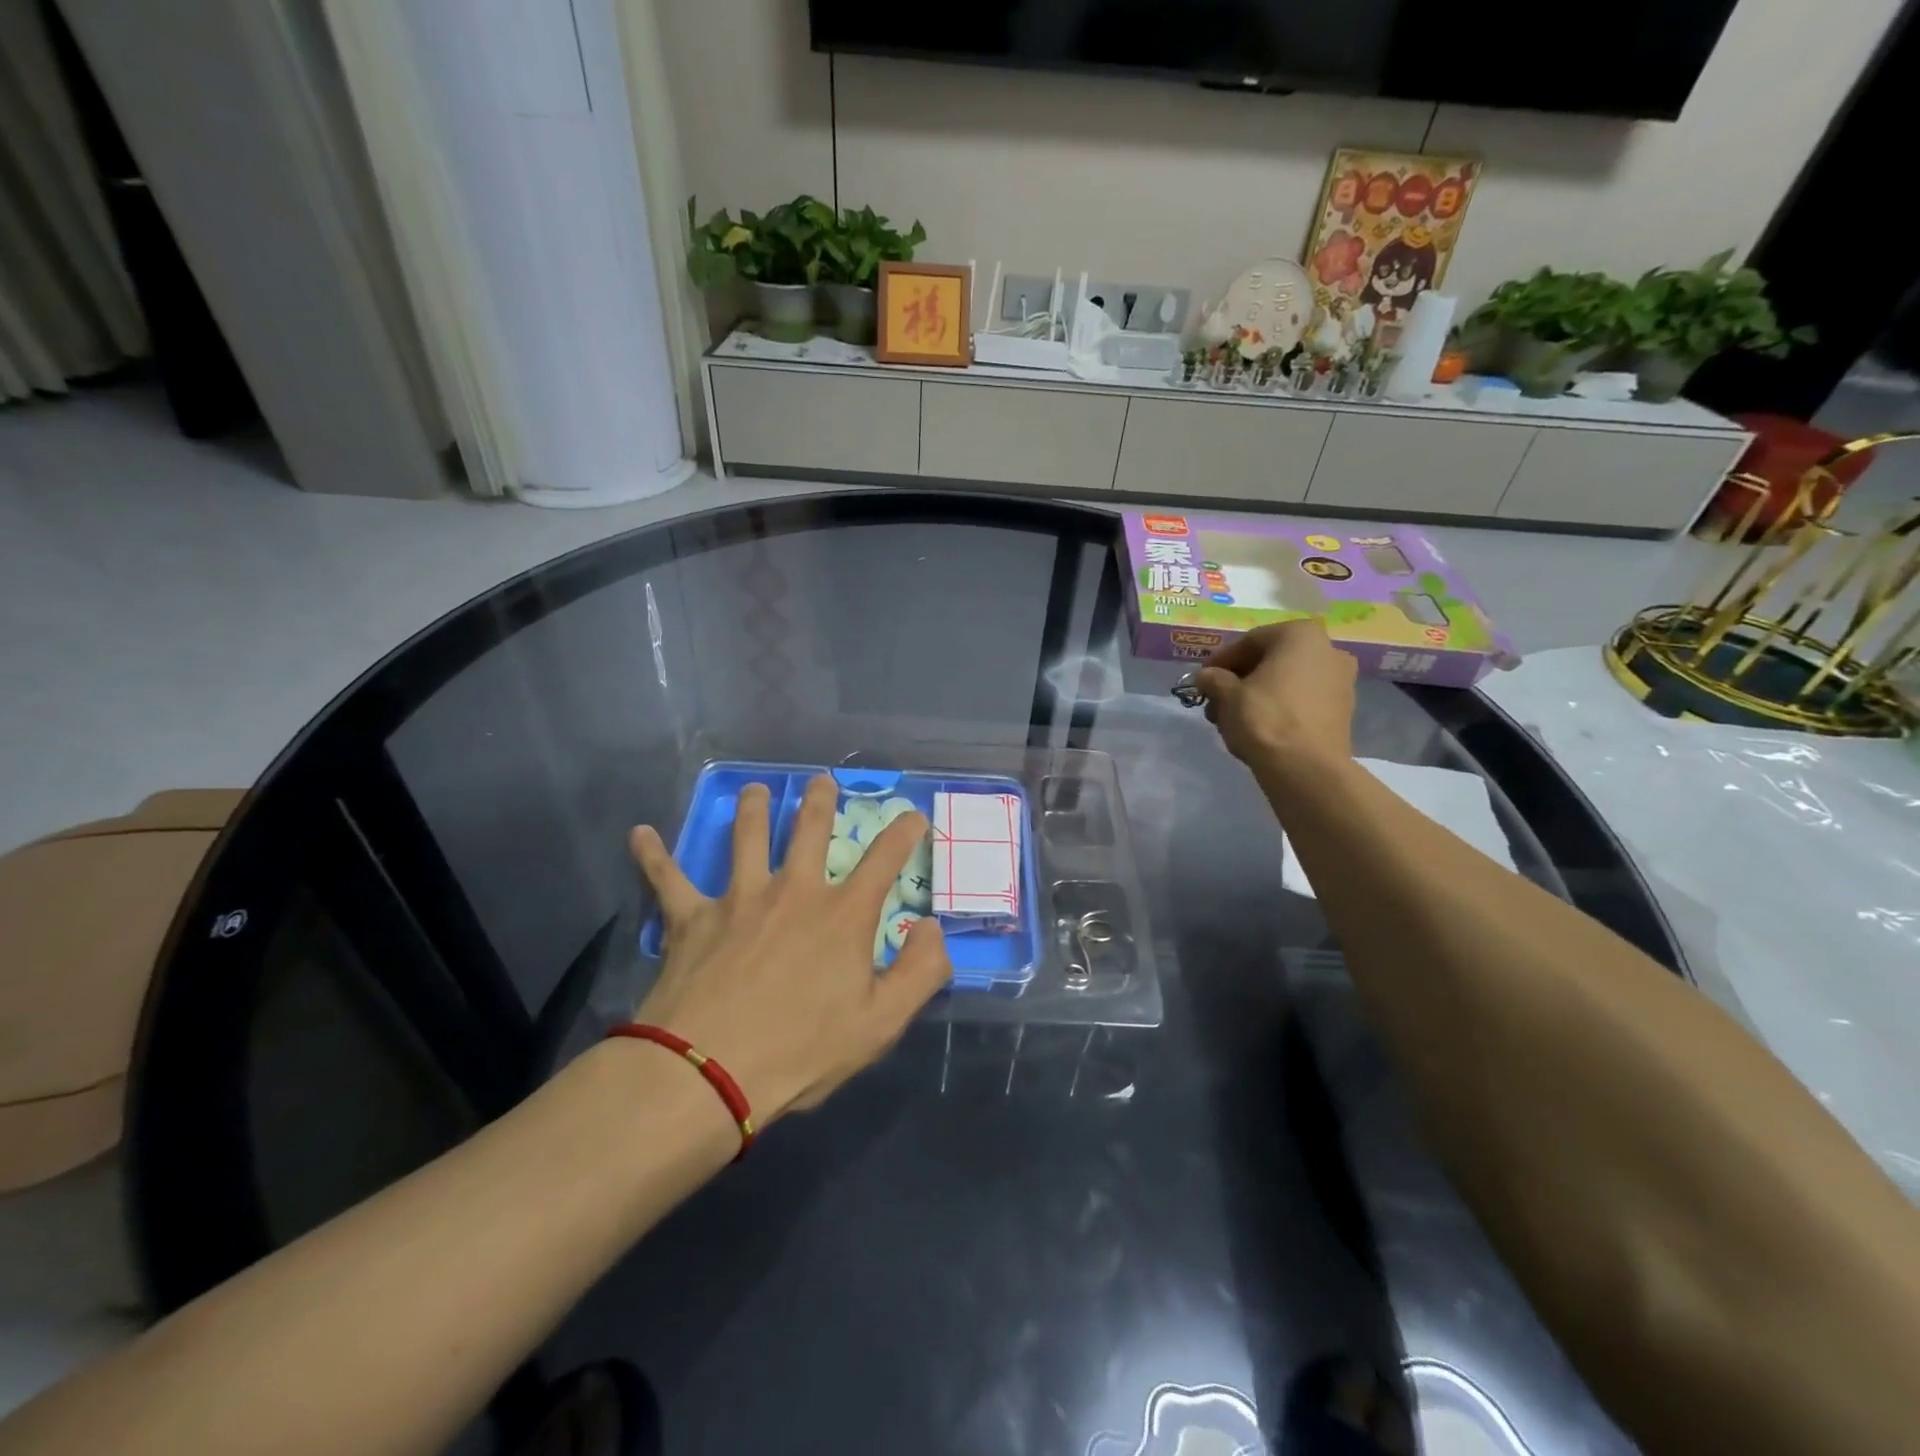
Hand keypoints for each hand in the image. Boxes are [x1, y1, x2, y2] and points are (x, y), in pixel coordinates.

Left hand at [627, 776, 950, 1121]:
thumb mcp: (881, 1023)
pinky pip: (667, 878)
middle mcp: (793, 890)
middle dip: (820, 800)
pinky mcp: (690, 918)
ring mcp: (738, 898)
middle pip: (810, 829)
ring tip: (755, 790)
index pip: (885, 858)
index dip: (905, 831)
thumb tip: (934, 929)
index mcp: (842, 914)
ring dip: (752, 808)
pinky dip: (652, 855)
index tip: (914, 815)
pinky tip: (639, 834)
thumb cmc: (801, 1050)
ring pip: (746, 837)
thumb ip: (921, 972)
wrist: (707, 1073)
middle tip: (822, 780)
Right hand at [1195, 619, 1357, 772]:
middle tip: (1215, 700)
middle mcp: (1328, 650)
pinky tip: (1256, 728)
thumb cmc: (1264, 718)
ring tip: (1230, 719)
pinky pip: (1301, 701)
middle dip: (1239, 680)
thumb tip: (1206, 677)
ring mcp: (1340, 681)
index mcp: (1301, 635)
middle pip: (1271, 661)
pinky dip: (1278, 708)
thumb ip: (1213, 679)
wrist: (1305, 767)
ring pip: (1286, 682)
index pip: (1250, 641)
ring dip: (1256, 696)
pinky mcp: (1342, 711)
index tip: (1203, 679)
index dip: (1221, 661)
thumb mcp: (1226, 694)